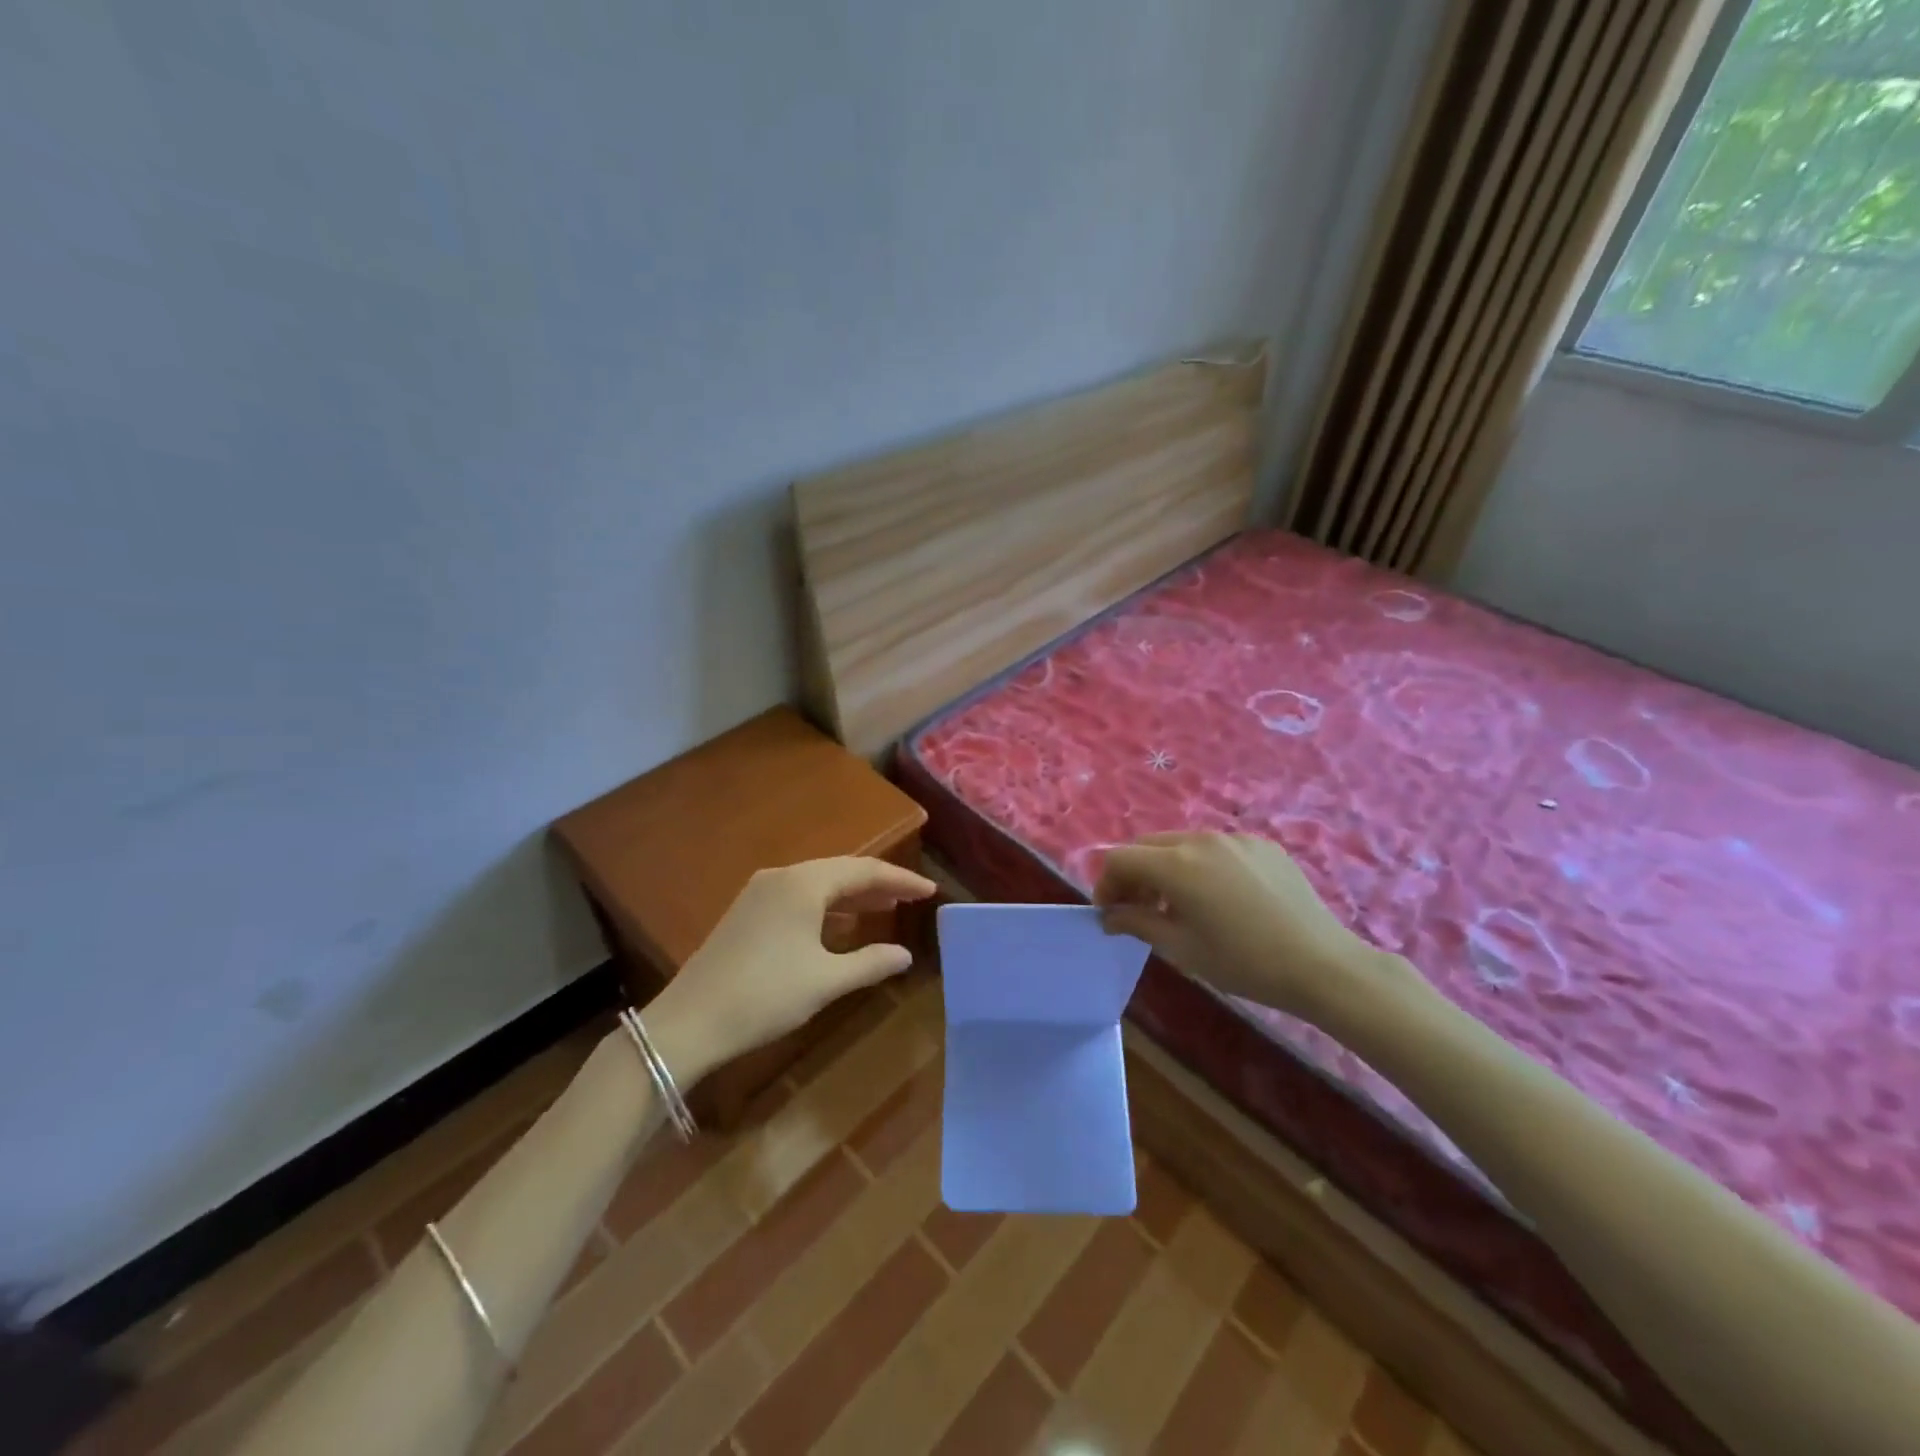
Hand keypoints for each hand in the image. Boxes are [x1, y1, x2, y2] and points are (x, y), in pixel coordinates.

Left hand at [647, 857, 935, 1083]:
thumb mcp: (825, 982)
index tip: (929, 890)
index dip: (900, 880)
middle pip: (841, 871)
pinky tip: (839, 924)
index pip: (864, 871)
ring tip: (883, 908)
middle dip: (878, 884)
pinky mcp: (747, 911)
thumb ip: (870, 963)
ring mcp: (760, 892)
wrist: (689, 1022)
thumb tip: (905, 955)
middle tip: (910, 897)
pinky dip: (826, 905)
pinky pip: (799, 896)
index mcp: (804, 884)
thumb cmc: (765, 996)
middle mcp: (782, 877)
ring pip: (818, 883)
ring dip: (852, 895)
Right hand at [1093, 832, 1400, 1024]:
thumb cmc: (1243, 962)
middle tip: (1139, 908)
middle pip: (1148, 845)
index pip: (1120, 859)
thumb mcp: (1181, 948)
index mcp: (1176, 864)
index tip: (1110, 913)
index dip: (1106, 884)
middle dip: (1134, 873)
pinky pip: (1216, 847)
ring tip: (1179, 905)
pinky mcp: (1262, 844)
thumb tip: (1109, 915)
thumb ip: (1137, 923)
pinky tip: (1220, 898)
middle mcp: (1200, 839)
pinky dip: (1202, 866)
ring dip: (1166, 868)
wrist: (1322, 965)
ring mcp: (1234, 837)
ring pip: (1181, 843)